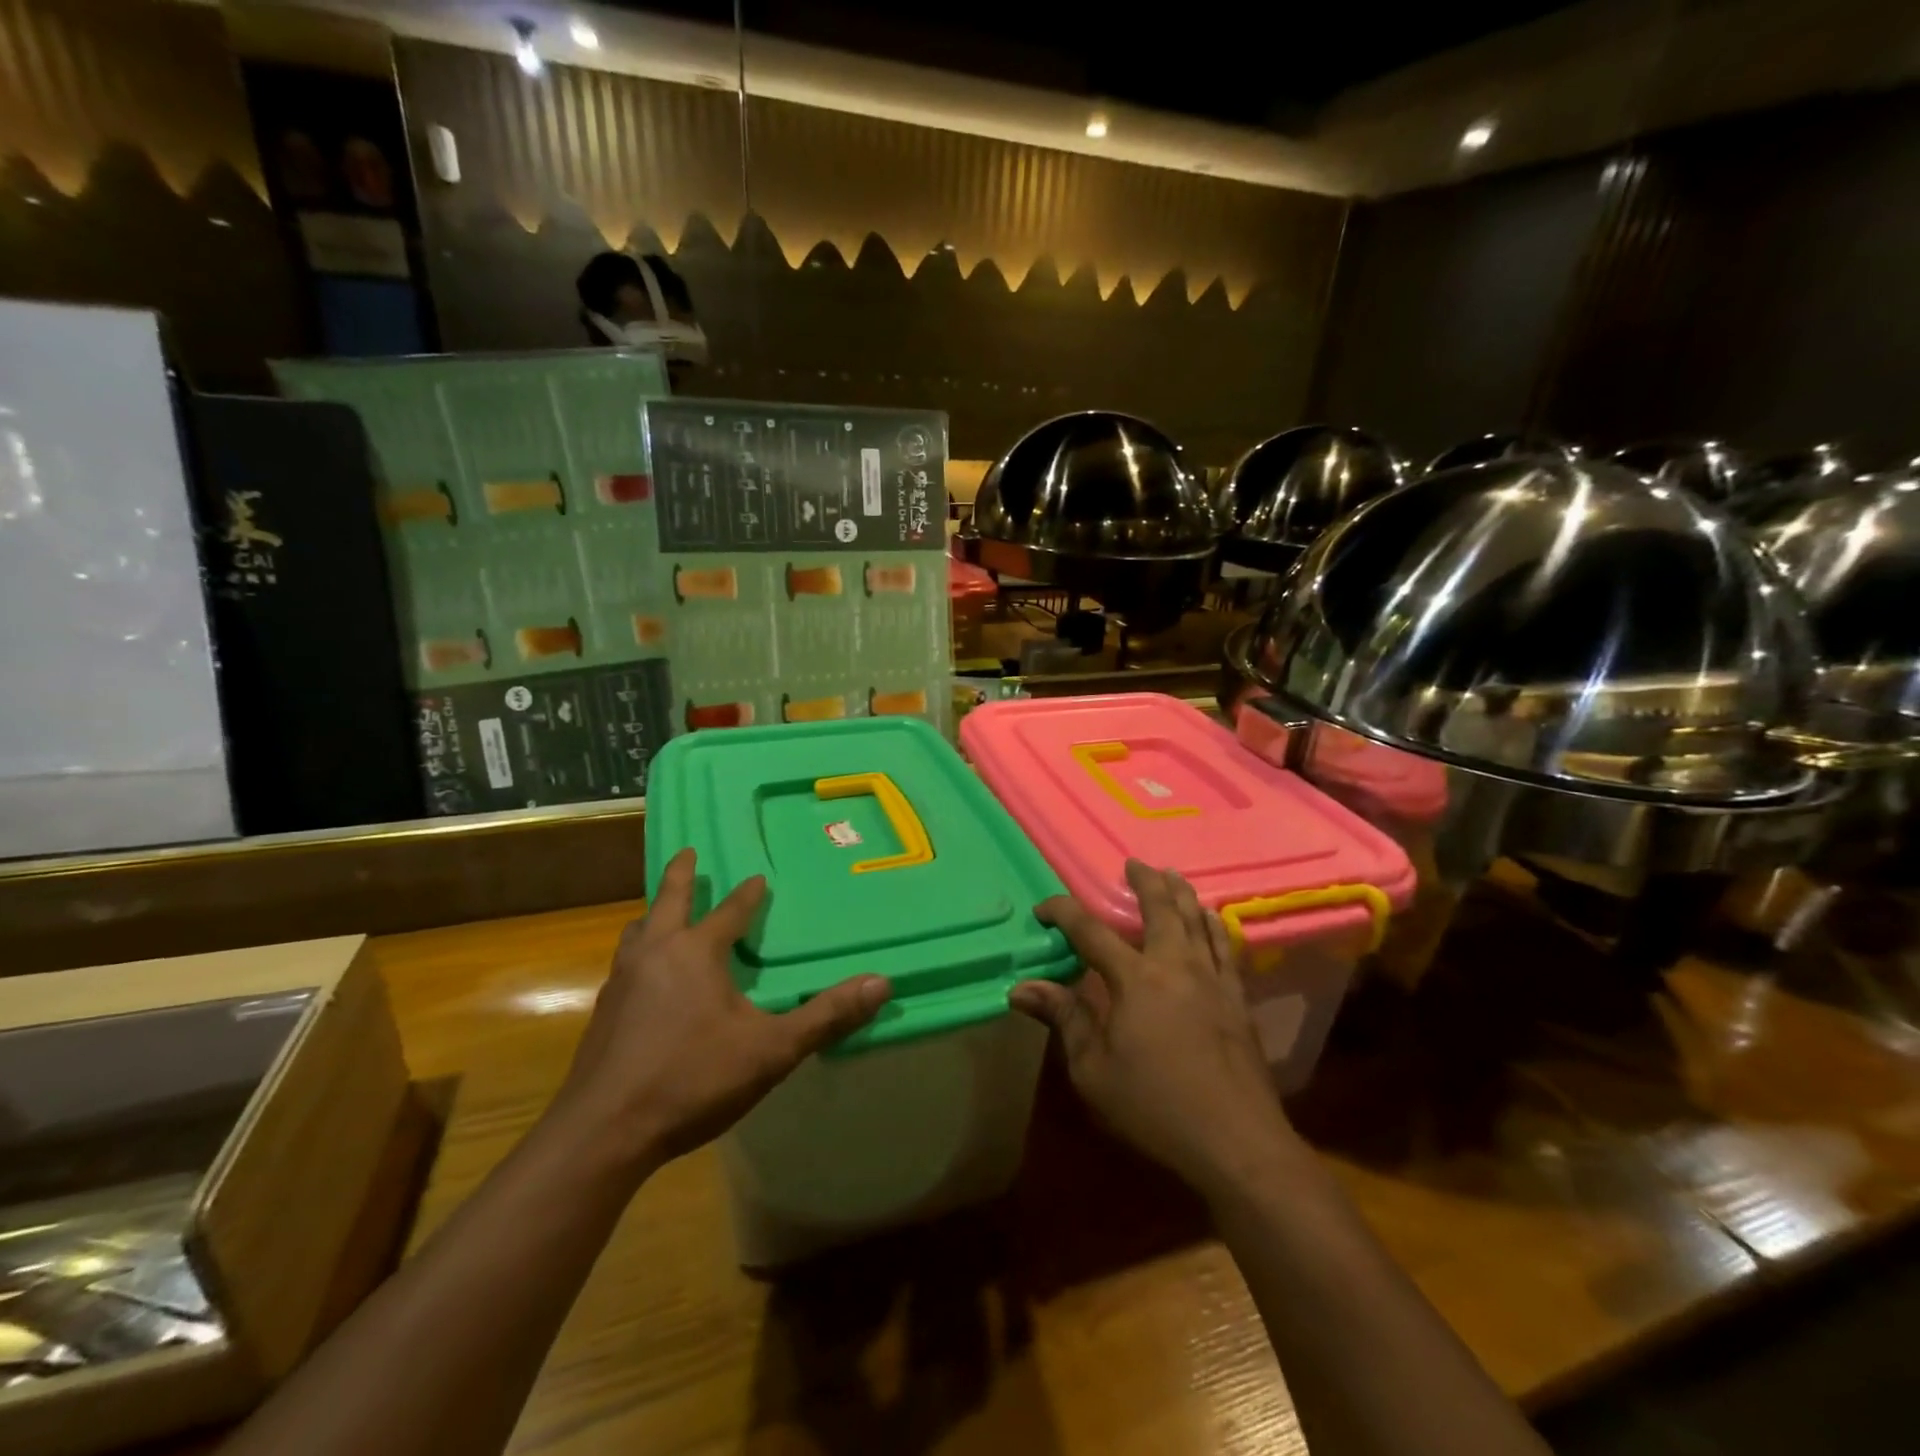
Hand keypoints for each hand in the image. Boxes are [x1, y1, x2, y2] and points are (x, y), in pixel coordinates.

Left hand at [551, 847, 891, 1177]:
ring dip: (654, 915)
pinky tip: (643, 979)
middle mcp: (655, 955)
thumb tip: (882, 983)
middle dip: (681, 875)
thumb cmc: (692, 1079)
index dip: (747, 895)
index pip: (729, 912)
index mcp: (695, 953)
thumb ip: (825, 1016)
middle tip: (688, 852)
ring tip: (660, 913)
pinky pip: (624, 965)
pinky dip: (638, 954)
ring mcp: (621, 983)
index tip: (758, 878)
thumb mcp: (771, 1049)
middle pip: (668, 902)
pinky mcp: (602, 1015)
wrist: (603, 1133)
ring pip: (637, 932)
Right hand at [1010, 860, 1297, 1196]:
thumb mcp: (1094, 1071)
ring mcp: (1212, 980)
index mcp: (1135, 980)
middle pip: (1159, 909)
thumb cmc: (1155, 1108)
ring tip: (1172, 875)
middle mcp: (1175, 966)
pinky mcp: (1237, 1000)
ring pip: (1196, 921)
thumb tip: (1021, 987)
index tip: (1044, 908)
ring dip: (1181, 893)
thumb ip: (1064, 1020)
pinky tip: (1213, 919)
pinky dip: (1215, 926)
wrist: (1237, 1143)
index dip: (1064, 913)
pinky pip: (1226, 948)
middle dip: (1144, 882)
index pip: (1090, 932)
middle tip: (1132, 864)